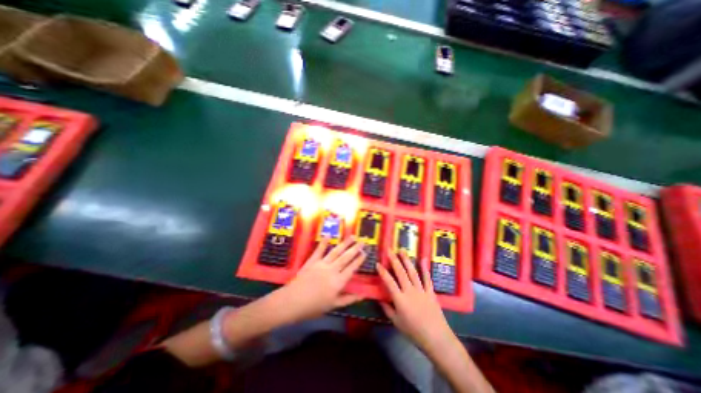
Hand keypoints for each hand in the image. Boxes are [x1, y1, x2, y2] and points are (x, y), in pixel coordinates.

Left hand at [275, 238, 368, 324]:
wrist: (292, 302)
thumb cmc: (314, 307)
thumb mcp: (333, 306)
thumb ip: (348, 299)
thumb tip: (362, 296)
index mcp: (338, 281)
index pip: (352, 268)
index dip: (359, 260)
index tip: (365, 252)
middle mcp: (332, 270)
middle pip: (346, 257)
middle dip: (355, 248)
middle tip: (363, 241)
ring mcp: (322, 264)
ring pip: (336, 251)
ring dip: (345, 243)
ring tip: (352, 236)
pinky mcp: (312, 261)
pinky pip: (319, 250)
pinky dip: (323, 243)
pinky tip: (328, 236)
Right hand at [378, 251, 454, 353]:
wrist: (436, 338)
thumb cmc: (414, 332)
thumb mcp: (397, 322)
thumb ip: (387, 309)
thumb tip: (379, 299)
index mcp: (400, 299)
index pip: (389, 282)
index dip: (383, 272)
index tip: (378, 263)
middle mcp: (410, 291)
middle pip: (400, 273)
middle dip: (394, 260)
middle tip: (389, 250)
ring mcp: (421, 290)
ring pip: (412, 272)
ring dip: (407, 260)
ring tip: (402, 251)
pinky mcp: (430, 292)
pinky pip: (427, 278)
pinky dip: (425, 268)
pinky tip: (423, 259)